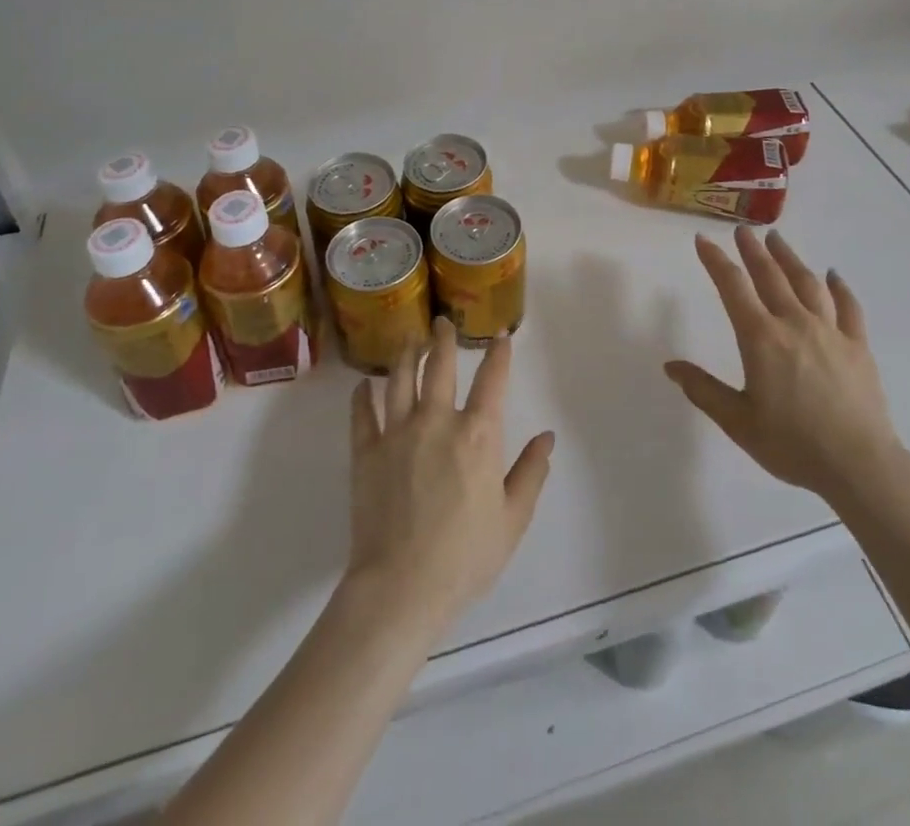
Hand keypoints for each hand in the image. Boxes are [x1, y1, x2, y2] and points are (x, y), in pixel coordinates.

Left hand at [346, 320, 555, 641]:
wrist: (401, 588)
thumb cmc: (465, 557)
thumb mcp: (512, 519)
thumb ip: (531, 473)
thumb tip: (546, 437)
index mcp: (478, 434)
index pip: (493, 379)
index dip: (498, 353)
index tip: (500, 335)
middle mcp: (438, 420)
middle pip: (440, 366)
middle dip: (443, 339)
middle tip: (441, 322)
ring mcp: (397, 433)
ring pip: (399, 378)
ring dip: (405, 354)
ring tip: (408, 339)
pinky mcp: (366, 452)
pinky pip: (363, 413)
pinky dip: (363, 395)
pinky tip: (364, 385)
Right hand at [666, 227, 906, 506]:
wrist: (859, 465)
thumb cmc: (793, 445)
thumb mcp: (738, 422)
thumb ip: (704, 390)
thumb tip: (671, 366)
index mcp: (761, 338)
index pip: (733, 287)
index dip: (716, 261)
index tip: (703, 240)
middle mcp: (794, 323)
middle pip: (770, 276)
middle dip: (752, 250)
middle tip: (742, 230)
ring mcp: (830, 331)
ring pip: (807, 283)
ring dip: (789, 258)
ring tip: (777, 240)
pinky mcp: (857, 346)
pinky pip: (848, 307)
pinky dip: (839, 287)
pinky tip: (833, 276)